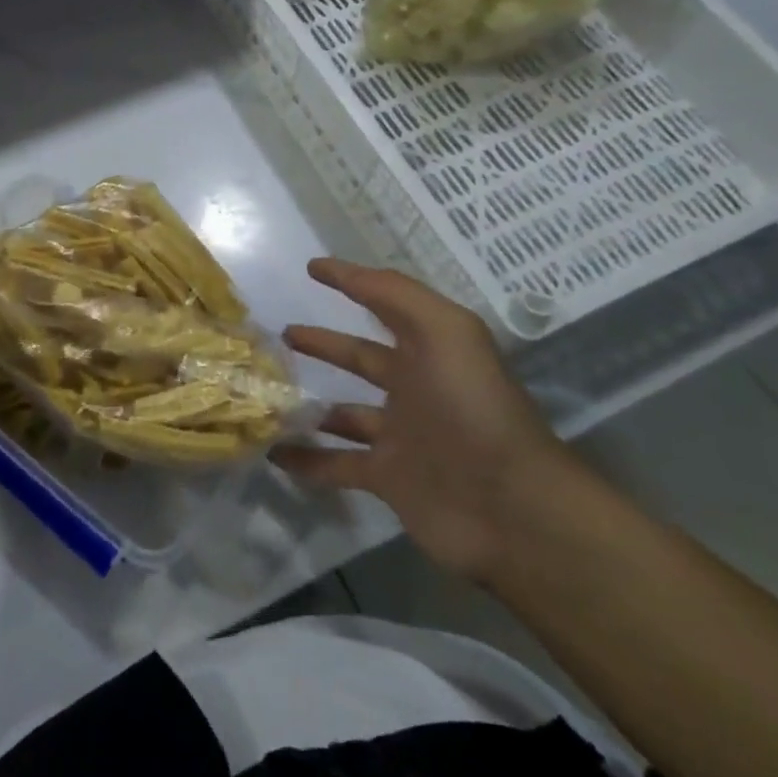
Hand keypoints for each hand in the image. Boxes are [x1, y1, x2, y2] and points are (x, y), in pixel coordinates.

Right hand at [274, 259, 576, 581]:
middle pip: (360, 359)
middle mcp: (415, 388)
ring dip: (309, 406)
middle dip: (323, 344)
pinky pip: (336, 465)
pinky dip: (306, 460)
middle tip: (282, 334)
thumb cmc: (473, 407)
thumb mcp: (444, 331)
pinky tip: (273, 452)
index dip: (351, 282)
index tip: (311, 269)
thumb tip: (343, 269)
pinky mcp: (388, 480)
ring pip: (342, 414)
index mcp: (430, 350)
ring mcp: (400, 437)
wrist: (510, 507)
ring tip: (268, 394)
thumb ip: (395, 294)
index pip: (384, 305)